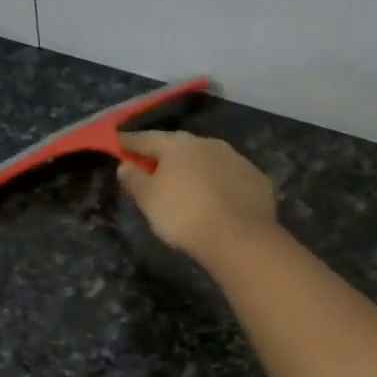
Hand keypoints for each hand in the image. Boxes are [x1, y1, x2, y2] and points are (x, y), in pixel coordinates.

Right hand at [117, 131, 280, 266]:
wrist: (239, 238)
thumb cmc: (184, 216)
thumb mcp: (149, 200)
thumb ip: (134, 179)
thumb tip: (125, 165)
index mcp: (178, 145)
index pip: (147, 138)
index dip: (130, 142)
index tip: (118, 143)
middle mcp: (209, 143)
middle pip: (180, 146)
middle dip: (166, 156)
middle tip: (154, 167)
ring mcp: (237, 159)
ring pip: (209, 160)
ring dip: (196, 169)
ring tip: (188, 185)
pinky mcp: (257, 179)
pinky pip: (231, 178)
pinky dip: (221, 184)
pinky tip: (218, 199)